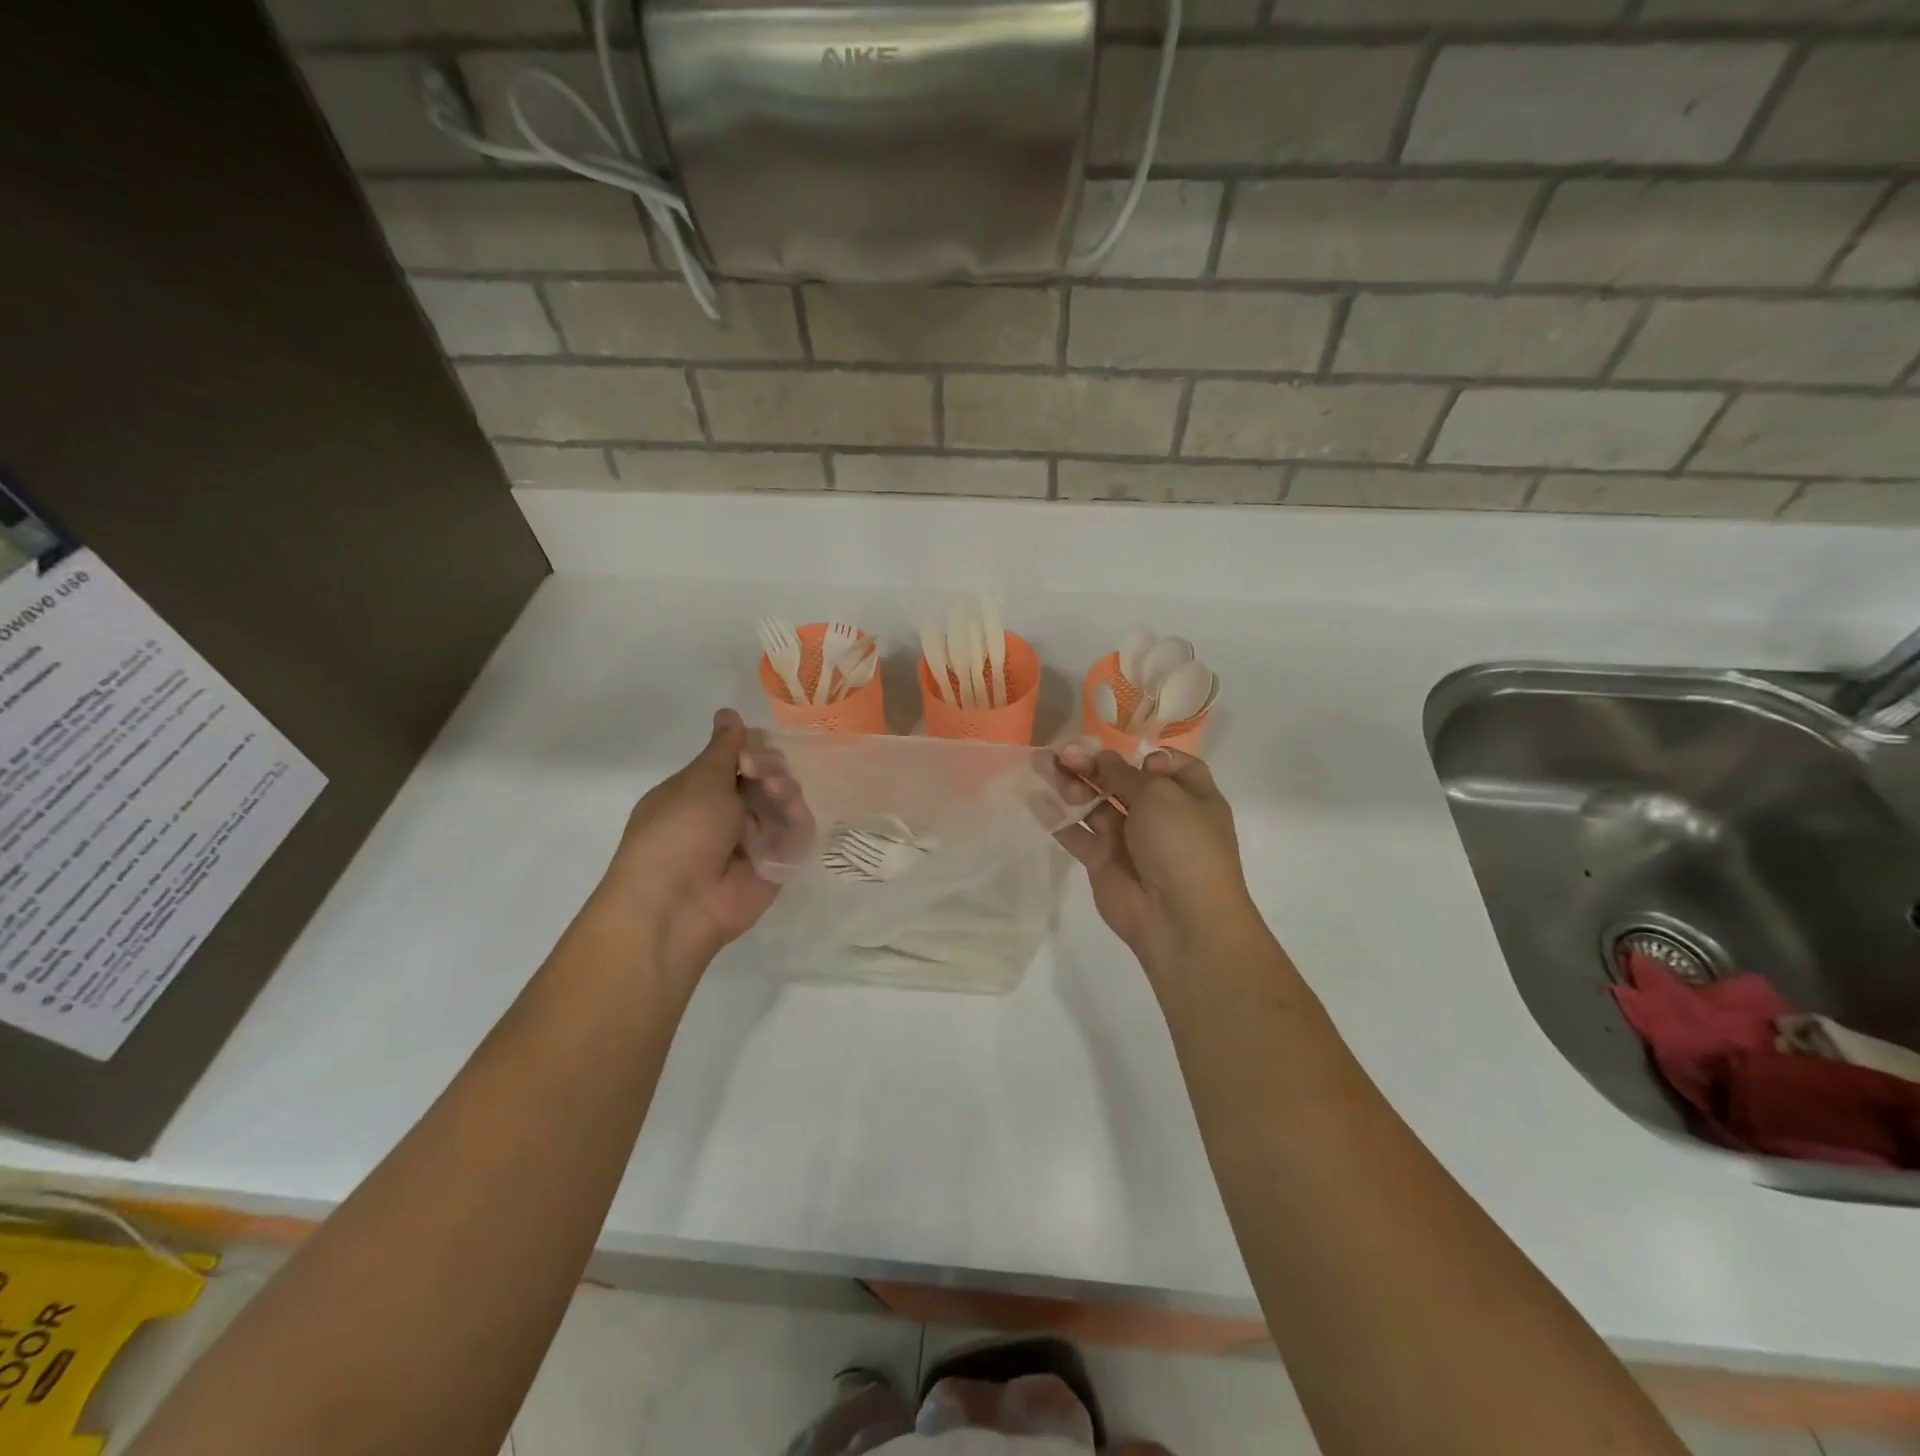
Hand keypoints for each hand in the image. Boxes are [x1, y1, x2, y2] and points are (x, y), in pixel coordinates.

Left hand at [594, 709, 798, 983]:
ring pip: (785, 804)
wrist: (678, 904)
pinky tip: (793, 815)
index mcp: (700, 791)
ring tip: (779, 794)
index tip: (759, 743)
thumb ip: (724, 748)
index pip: (738, 760)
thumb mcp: (699, 781)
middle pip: (766, 779)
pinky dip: (798, 822)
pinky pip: (796, 836)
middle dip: (772, 768)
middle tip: (766, 773)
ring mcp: (752, 841)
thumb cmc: (679, 832)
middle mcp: (727, 814)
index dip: (753, 747)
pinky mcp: (775, 865)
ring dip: (786, 792)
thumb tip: (728, 712)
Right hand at [1054, 743, 1262, 976]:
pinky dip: (1057, 816)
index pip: (1167, 766)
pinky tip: (1035, 798)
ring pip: (1095, 803)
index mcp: (1189, 796)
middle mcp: (1159, 814)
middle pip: (1121, 781)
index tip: (1127, 753)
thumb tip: (1104, 758)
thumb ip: (1125, 774)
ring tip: (1042, 765)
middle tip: (1063, 753)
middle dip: (1093, 764)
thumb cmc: (1182, 844)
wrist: (1179, 916)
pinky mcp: (1102, 860)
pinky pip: (1076, 833)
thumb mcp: (1160, 795)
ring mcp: (1129, 839)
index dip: (1145, 756)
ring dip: (1070, 783)